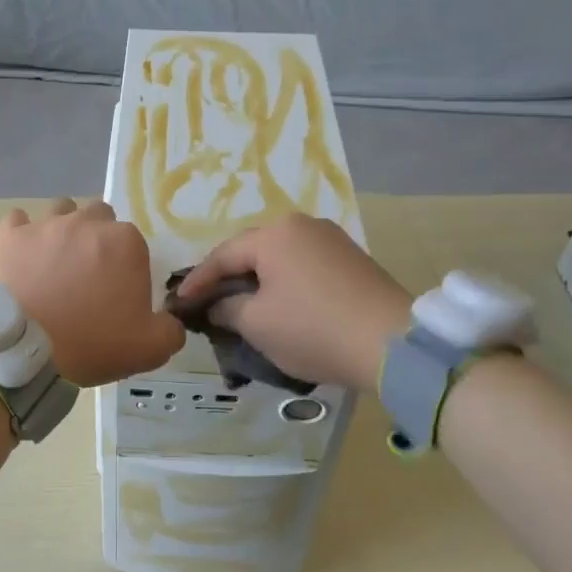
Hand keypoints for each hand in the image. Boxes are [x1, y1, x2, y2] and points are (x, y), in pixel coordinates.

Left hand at [0, 198, 185, 386]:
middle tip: (89, 274)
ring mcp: (46, 225)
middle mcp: (87, 222)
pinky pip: (18, 220)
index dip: (127, 266)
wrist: (25, 349)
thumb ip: (171, 331)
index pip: (134, 243)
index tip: (118, 292)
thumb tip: (171, 321)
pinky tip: (22, 254)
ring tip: (56, 261)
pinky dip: (22, 234)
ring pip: (62, 210)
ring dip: (64, 229)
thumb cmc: (92, 343)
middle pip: (99, 217)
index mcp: (125, 242)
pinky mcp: (11, 236)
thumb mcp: (150, 349)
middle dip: (98, 238)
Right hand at [176, 214, 409, 389]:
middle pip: (252, 251)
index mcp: (274, 234)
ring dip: (257, 280)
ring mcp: (332, 240)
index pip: (222, 256)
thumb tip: (217, 305)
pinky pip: (304, 267)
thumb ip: (226, 309)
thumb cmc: (313, 329)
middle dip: (227, 277)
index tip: (178, 303)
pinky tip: (279, 304)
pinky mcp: (353, 260)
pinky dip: (285, 284)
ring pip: (280, 259)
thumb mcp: (256, 324)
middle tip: (207, 301)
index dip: (198, 281)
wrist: (393, 345)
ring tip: (241, 304)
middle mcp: (303, 225)